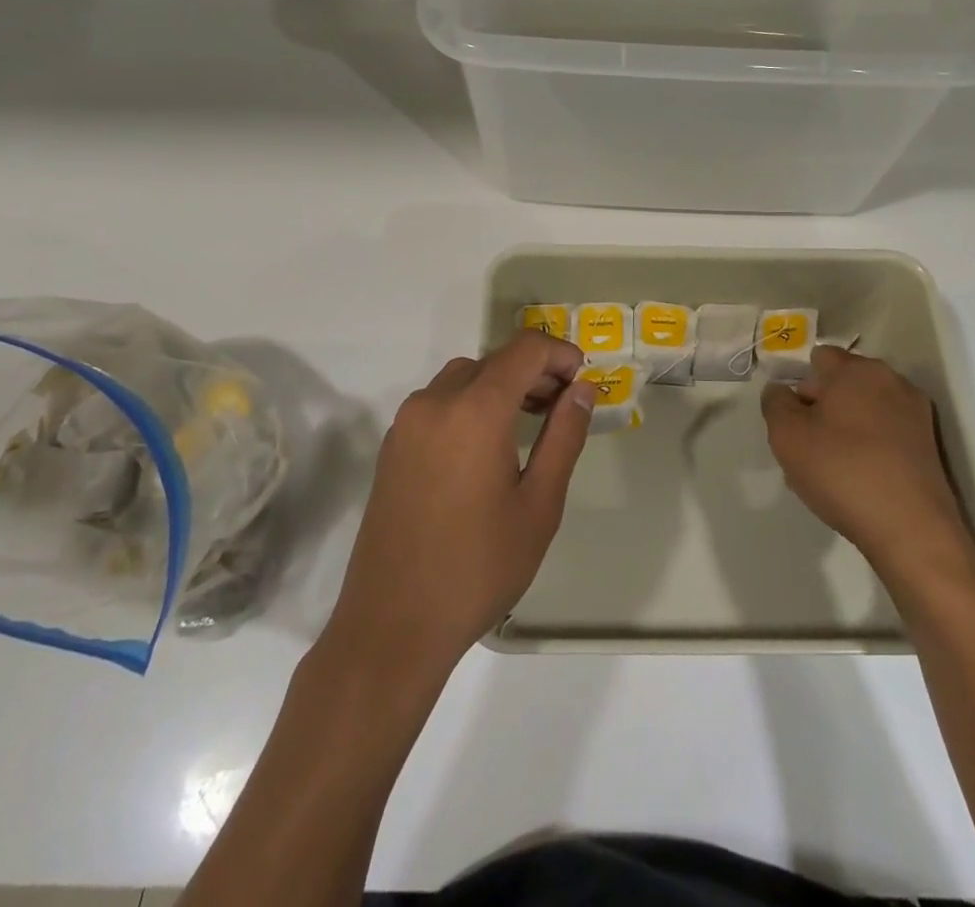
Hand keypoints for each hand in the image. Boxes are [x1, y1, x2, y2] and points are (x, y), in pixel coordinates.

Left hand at [322, 331, 594, 679]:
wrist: (392, 625)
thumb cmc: (478, 568)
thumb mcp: (538, 506)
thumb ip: (563, 437)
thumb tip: (581, 391)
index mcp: (475, 410)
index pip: (524, 349)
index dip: (559, 353)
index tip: (582, 378)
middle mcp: (435, 402)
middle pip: (493, 361)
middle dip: (534, 371)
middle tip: (563, 405)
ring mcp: (407, 423)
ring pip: (464, 378)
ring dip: (500, 385)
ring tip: (529, 422)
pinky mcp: (393, 445)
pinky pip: (439, 402)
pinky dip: (470, 403)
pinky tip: (487, 445)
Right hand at [762, 347, 974, 603]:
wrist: (912, 531)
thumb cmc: (842, 471)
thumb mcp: (786, 435)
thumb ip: (775, 403)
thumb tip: (781, 391)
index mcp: (858, 369)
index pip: (819, 358)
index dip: (798, 383)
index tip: (790, 417)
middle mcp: (892, 381)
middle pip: (843, 383)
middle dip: (820, 406)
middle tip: (804, 445)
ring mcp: (916, 414)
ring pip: (863, 411)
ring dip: (843, 429)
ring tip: (829, 468)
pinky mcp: (929, 446)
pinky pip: (885, 434)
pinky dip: (868, 447)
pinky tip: (856, 480)